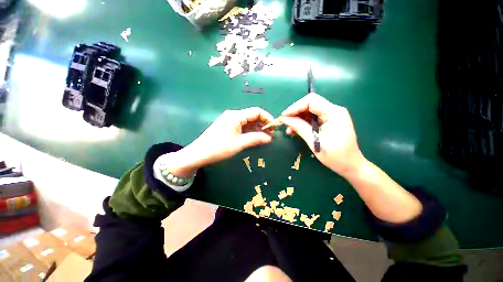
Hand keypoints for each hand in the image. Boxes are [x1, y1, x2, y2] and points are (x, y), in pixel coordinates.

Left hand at [166, 107, 273, 176]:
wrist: (198, 154)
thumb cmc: (219, 148)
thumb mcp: (239, 144)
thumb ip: (256, 139)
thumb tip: (269, 138)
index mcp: (236, 116)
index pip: (256, 111)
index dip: (267, 118)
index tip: (274, 127)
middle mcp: (233, 115)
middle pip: (253, 116)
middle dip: (263, 124)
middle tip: (270, 135)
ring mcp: (230, 120)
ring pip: (248, 121)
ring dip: (257, 128)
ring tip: (265, 137)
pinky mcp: (227, 126)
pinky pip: (242, 126)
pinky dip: (250, 130)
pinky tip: (254, 137)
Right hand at [280, 93, 364, 177]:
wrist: (350, 166)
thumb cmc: (335, 155)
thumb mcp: (314, 140)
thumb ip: (299, 127)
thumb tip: (284, 119)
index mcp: (334, 112)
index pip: (311, 101)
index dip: (295, 107)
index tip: (284, 116)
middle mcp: (333, 110)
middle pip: (309, 105)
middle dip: (295, 113)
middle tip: (285, 123)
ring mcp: (331, 116)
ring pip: (309, 112)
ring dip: (297, 120)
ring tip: (289, 130)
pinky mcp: (328, 122)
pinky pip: (312, 119)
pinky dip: (302, 124)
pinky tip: (295, 131)